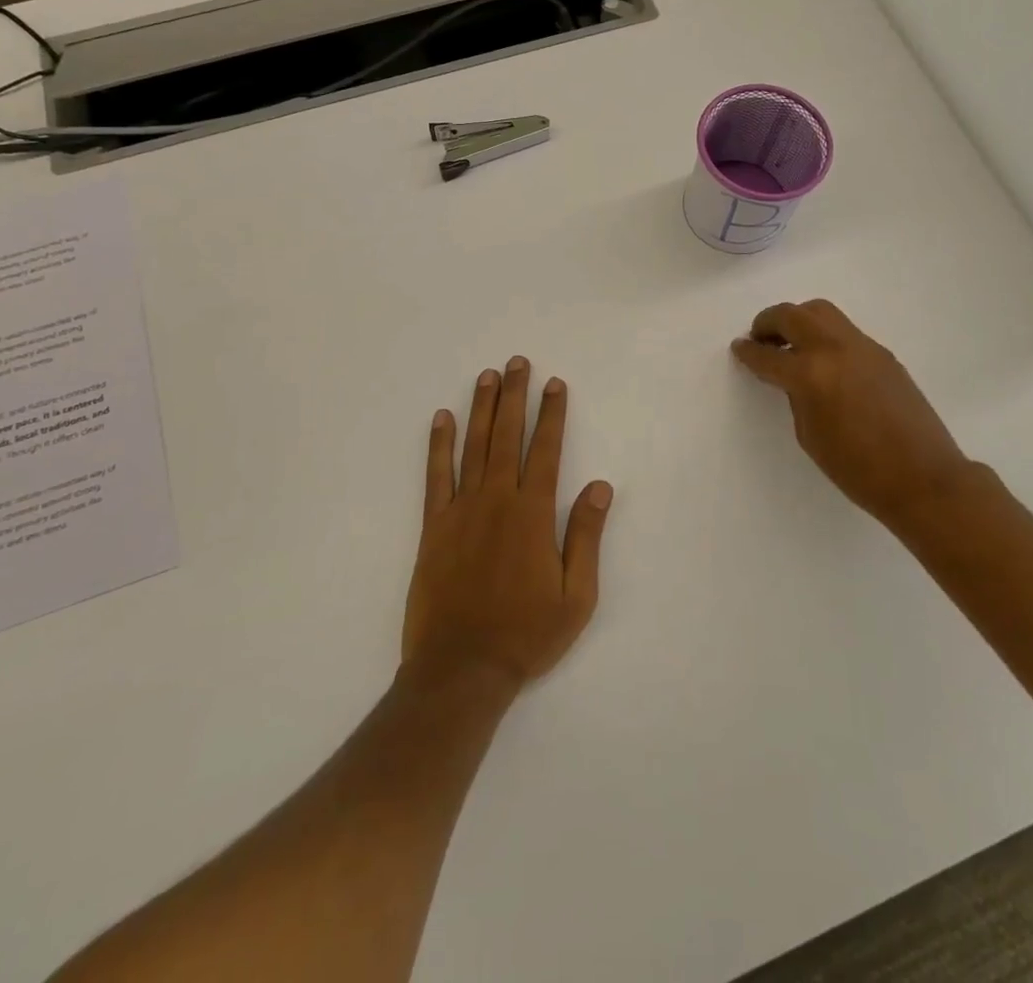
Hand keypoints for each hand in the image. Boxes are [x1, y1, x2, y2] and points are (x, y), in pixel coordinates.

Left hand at [403, 357, 614, 693]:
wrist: (461, 669)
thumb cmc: (526, 634)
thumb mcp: (576, 595)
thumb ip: (585, 536)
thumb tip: (599, 486)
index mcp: (533, 514)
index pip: (546, 450)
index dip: (552, 414)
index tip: (554, 384)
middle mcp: (497, 500)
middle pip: (507, 436)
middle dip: (515, 396)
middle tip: (517, 363)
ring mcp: (461, 510)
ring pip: (473, 446)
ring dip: (481, 408)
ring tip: (487, 376)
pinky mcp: (433, 527)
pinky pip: (435, 476)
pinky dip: (438, 445)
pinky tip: (441, 418)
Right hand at [731, 300, 978, 532]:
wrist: (923, 478)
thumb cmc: (858, 469)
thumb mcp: (810, 435)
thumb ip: (797, 396)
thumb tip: (794, 378)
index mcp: (810, 374)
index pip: (768, 355)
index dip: (748, 352)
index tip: (739, 348)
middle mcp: (835, 349)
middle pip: (793, 315)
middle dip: (769, 322)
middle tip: (760, 338)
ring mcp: (863, 347)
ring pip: (822, 313)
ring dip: (799, 321)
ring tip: (790, 343)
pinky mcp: (883, 354)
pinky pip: (845, 331)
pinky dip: (825, 336)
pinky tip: (824, 362)